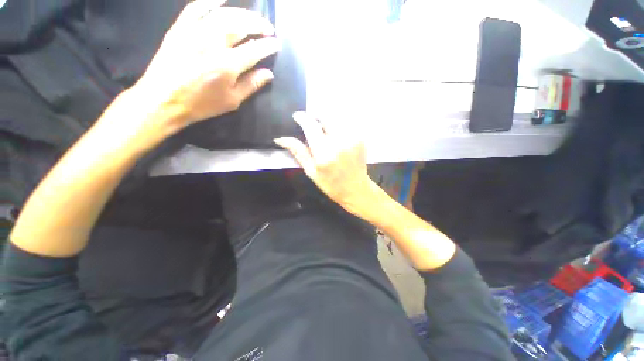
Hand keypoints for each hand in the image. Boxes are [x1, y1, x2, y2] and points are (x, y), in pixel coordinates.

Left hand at [132, 0, 279, 127]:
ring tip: (253, 16)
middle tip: (268, 27)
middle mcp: (213, 43)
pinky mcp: (180, 27)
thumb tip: (269, 74)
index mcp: (228, 64)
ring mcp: (195, 31)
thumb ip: (251, 85)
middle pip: (241, 26)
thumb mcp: (232, 100)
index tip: (277, 43)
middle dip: (258, 24)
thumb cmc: (201, 104)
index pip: (254, 50)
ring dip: (242, 13)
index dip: (268, 45)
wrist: (163, 99)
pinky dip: (210, 1)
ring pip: (223, 14)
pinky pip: (196, 8)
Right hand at [275, 112, 377, 215]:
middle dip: (316, 116)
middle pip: (326, 115)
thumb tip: (280, 138)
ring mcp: (353, 138)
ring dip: (327, 119)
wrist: (356, 189)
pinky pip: (346, 123)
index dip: (302, 117)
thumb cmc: (331, 184)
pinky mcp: (360, 138)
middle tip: (312, 124)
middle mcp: (340, 142)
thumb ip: (298, 152)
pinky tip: (336, 136)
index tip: (297, 116)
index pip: (311, 125)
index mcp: (325, 153)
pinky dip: (338, 124)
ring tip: (324, 130)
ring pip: (337, 117)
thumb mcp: (311, 171)